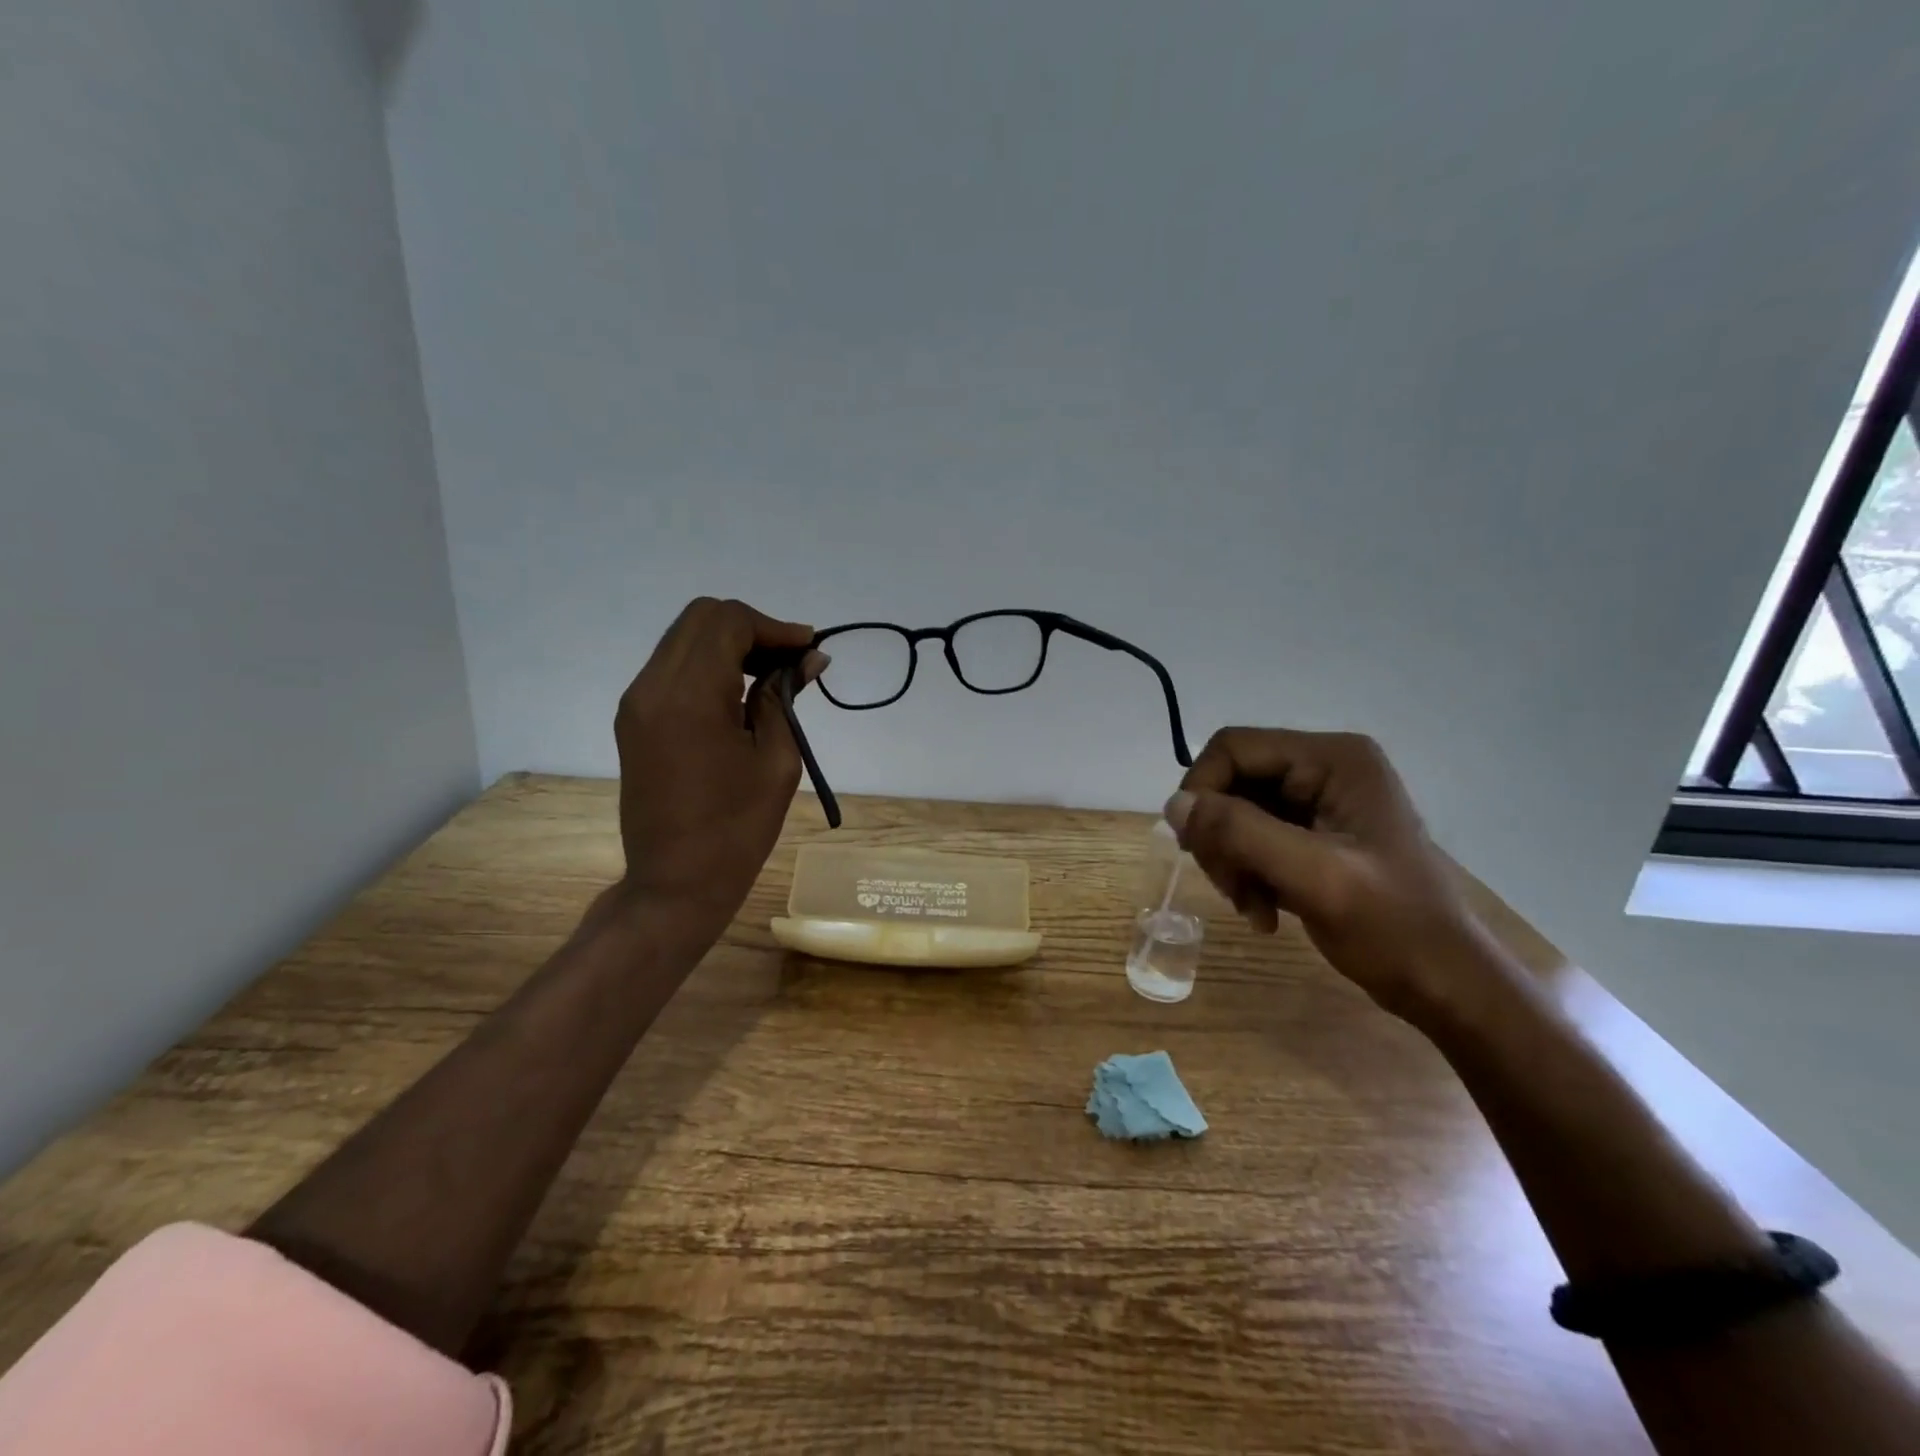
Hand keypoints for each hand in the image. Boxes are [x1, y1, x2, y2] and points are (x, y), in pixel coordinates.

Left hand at [612, 597, 825, 950]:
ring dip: (730, 645)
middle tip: (791, 662)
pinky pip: (673, 668)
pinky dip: (709, 665)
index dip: (774, 628)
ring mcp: (636, 702)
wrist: (674, 884)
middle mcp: (651, 687)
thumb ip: (786, 698)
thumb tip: (809, 659)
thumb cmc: (736, 830)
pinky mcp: (634, 719)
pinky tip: (740, 695)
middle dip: (752, 629)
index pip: (728, 622)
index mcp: (688, 696)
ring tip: (771, 677)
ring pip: (685, 639)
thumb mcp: (777, 761)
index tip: (809, 652)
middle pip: (701, 618)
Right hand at [1166, 728, 1491, 1023]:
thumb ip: (1240, 832)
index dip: (1202, 791)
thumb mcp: (1314, 876)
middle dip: (1220, 837)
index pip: (1233, 748)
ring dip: (1230, 862)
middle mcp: (1322, 768)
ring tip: (1251, 907)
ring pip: (1233, 814)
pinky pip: (1251, 839)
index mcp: (1333, 759)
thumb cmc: (1392, 927)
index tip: (1195, 848)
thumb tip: (1174, 804)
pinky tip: (1264, 911)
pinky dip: (1246, 874)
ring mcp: (1317, 802)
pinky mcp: (1312, 834)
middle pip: (1230, 782)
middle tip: (1231, 889)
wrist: (1445, 984)